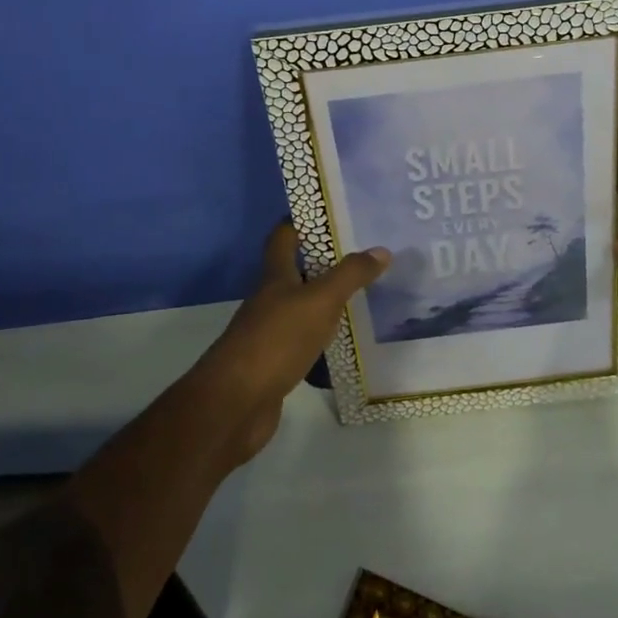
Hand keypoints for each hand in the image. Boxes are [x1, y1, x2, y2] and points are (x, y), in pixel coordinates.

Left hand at [202, 222, 389, 462]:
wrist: (236, 404)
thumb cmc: (276, 340)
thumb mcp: (320, 301)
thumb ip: (350, 275)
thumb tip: (381, 250)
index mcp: (275, 277)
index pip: (283, 237)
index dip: (301, 221)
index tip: (331, 213)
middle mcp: (269, 300)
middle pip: (295, 272)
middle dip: (325, 262)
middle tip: (364, 255)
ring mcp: (269, 334)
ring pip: (302, 308)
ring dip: (327, 301)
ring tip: (364, 296)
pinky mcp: (275, 364)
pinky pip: (304, 342)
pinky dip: (324, 338)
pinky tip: (347, 342)